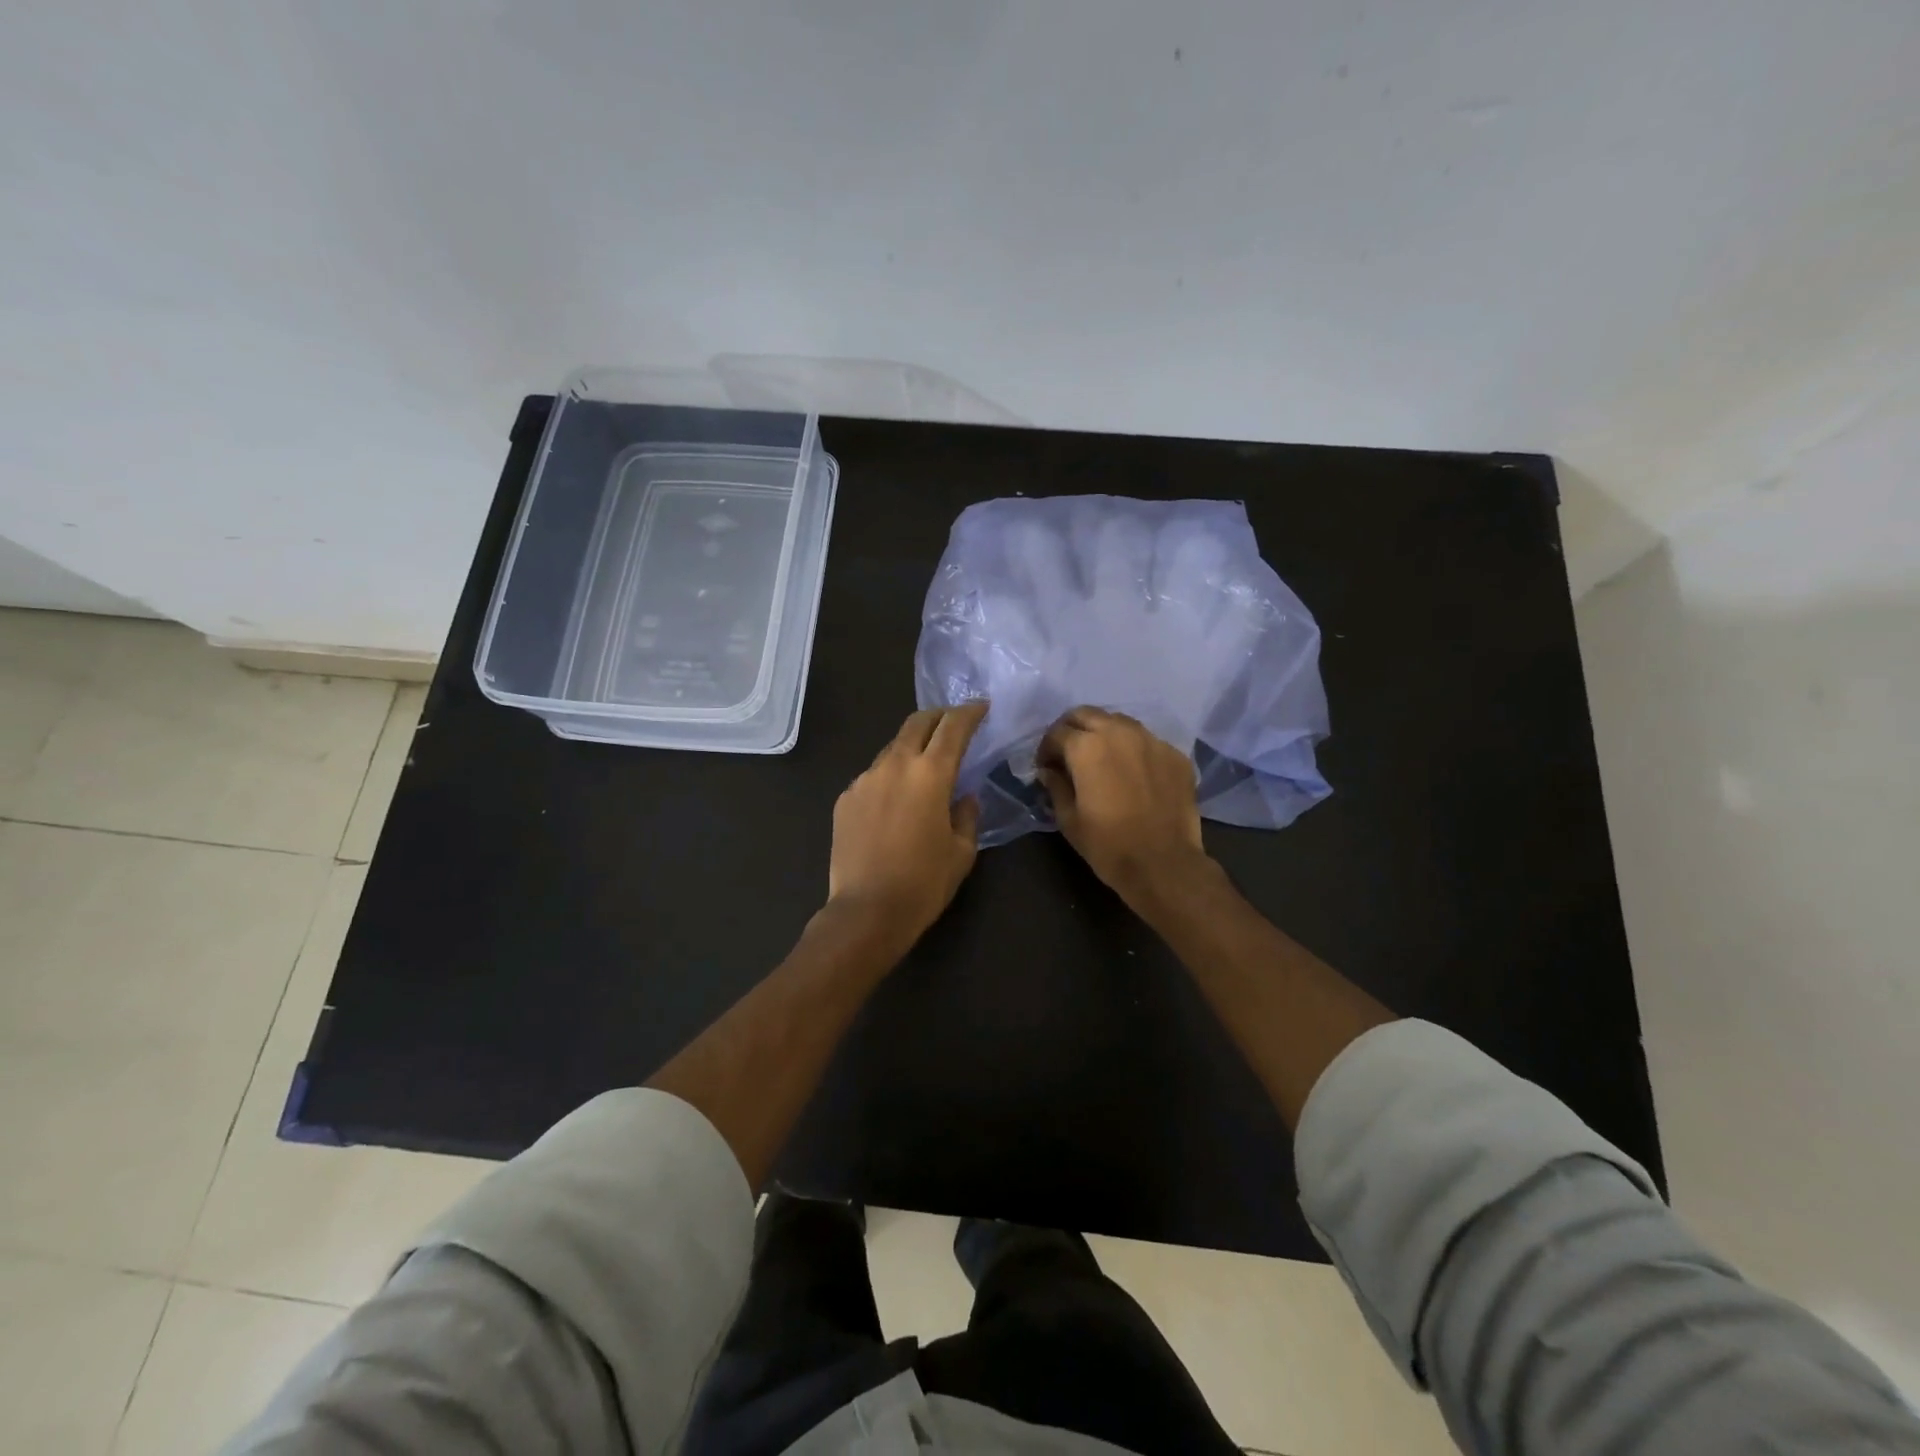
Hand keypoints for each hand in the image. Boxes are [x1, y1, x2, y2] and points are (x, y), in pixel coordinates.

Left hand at [828, 703, 988, 942]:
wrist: (867, 911)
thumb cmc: (924, 883)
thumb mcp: (962, 851)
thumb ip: (966, 814)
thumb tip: (963, 796)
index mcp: (930, 774)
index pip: (953, 727)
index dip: (970, 712)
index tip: (981, 707)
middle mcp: (895, 765)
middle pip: (917, 723)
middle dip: (939, 716)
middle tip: (954, 723)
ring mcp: (864, 780)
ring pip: (893, 748)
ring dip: (912, 747)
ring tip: (924, 765)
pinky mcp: (845, 798)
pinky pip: (873, 776)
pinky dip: (890, 776)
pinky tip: (895, 801)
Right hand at [1035, 706, 1213, 906]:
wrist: (1164, 864)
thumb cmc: (1108, 845)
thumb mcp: (1069, 819)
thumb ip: (1056, 786)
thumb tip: (1049, 771)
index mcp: (1087, 747)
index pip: (1057, 732)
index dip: (1046, 749)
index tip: (1046, 767)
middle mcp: (1119, 733)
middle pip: (1086, 714)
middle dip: (1072, 730)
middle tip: (1068, 754)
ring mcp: (1152, 741)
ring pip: (1119, 722)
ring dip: (1103, 733)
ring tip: (1101, 759)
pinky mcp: (1175, 754)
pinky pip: (1147, 741)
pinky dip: (1133, 750)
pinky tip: (1132, 773)